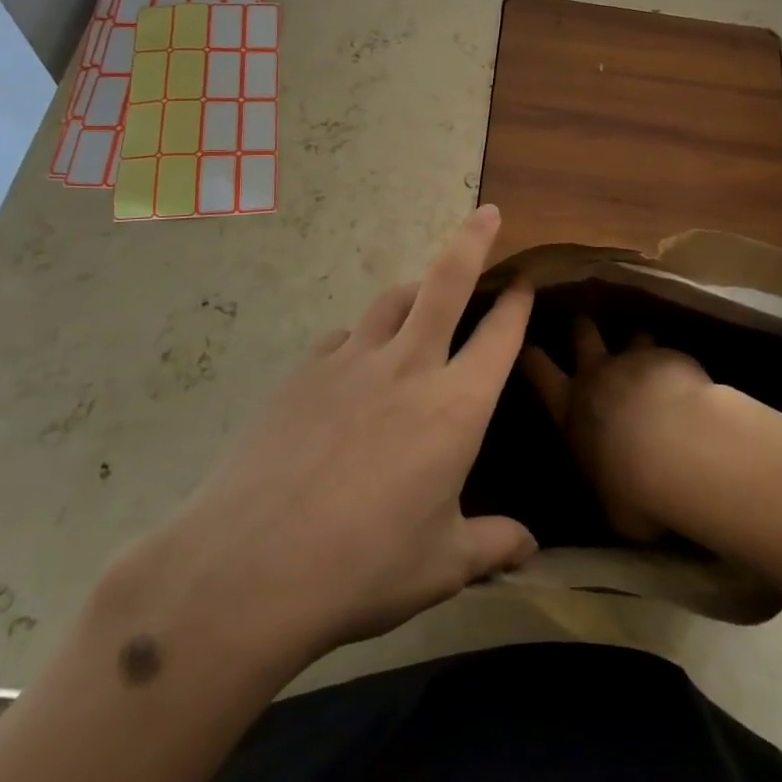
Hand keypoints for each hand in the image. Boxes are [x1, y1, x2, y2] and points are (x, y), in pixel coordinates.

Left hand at [129, 205, 537, 664]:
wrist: (251, 567)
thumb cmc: (364, 567)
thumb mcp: (441, 564)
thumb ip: (491, 545)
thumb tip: (530, 548)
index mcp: (455, 406)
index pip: (499, 336)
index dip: (517, 302)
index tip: (525, 281)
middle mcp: (408, 367)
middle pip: (446, 281)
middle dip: (472, 240)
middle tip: (487, 213)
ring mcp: (351, 362)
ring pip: (391, 301)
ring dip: (414, 291)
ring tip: (420, 299)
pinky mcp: (303, 372)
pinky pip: (343, 339)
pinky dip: (361, 340)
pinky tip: (354, 367)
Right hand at [521, 317, 711, 542]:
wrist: (680, 450)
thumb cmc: (634, 489)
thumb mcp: (609, 506)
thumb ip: (605, 487)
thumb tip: (609, 493)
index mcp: (570, 410)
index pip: (538, 371)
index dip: (531, 355)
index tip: (527, 344)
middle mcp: (597, 375)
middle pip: (582, 335)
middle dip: (582, 328)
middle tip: (583, 323)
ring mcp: (635, 360)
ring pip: (631, 336)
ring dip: (637, 343)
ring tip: (646, 349)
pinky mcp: (670, 357)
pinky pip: (669, 353)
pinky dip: (674, 363)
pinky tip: (688, 377)